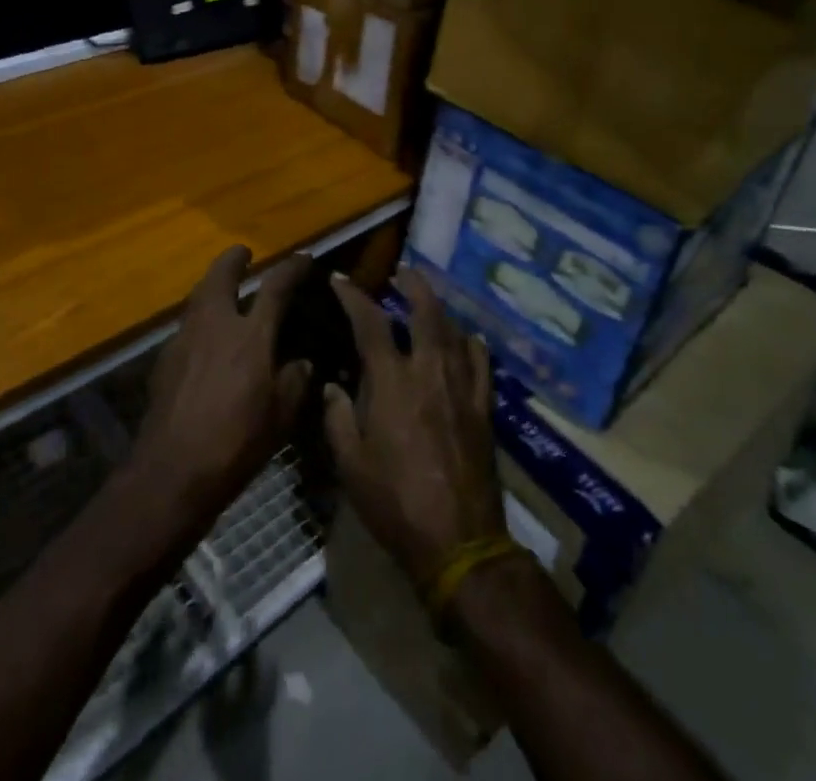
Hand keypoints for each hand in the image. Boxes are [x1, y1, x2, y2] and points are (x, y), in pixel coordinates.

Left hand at [125, 246, 313, 542]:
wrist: (172, 471)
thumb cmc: (235, 444)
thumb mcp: (279, 418)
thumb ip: (293, 383)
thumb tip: (301, 362)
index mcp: (250, 335)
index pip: (275, 288)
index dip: (291, 268)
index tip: (303, 258)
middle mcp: (214, 325)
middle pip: (220, 276)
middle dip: (233, 260)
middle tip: (243, 253)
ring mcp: (184, 340)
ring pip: (198, 298)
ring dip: (211, 286)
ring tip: (223, 290)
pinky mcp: (164, 361)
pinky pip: (185, 326)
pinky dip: (198, 320)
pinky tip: (204, 339)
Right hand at [325, 268, 506, 585]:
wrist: (459, 543)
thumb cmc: (396, 503)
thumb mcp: (351, 465)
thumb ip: (338, 418)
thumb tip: (331, 387)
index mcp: (391, 382)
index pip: (369, 323)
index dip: (352, 296)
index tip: (339, 279)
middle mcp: (428, 372)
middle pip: (425, 312)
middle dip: (412, 285)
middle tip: (401, 273)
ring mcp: (461, 388)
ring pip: (454, 332)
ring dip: (439, 309)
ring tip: (427, 300)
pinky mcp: (483, 409)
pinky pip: (481, 364)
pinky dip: (472, 344)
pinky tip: (467, 340)